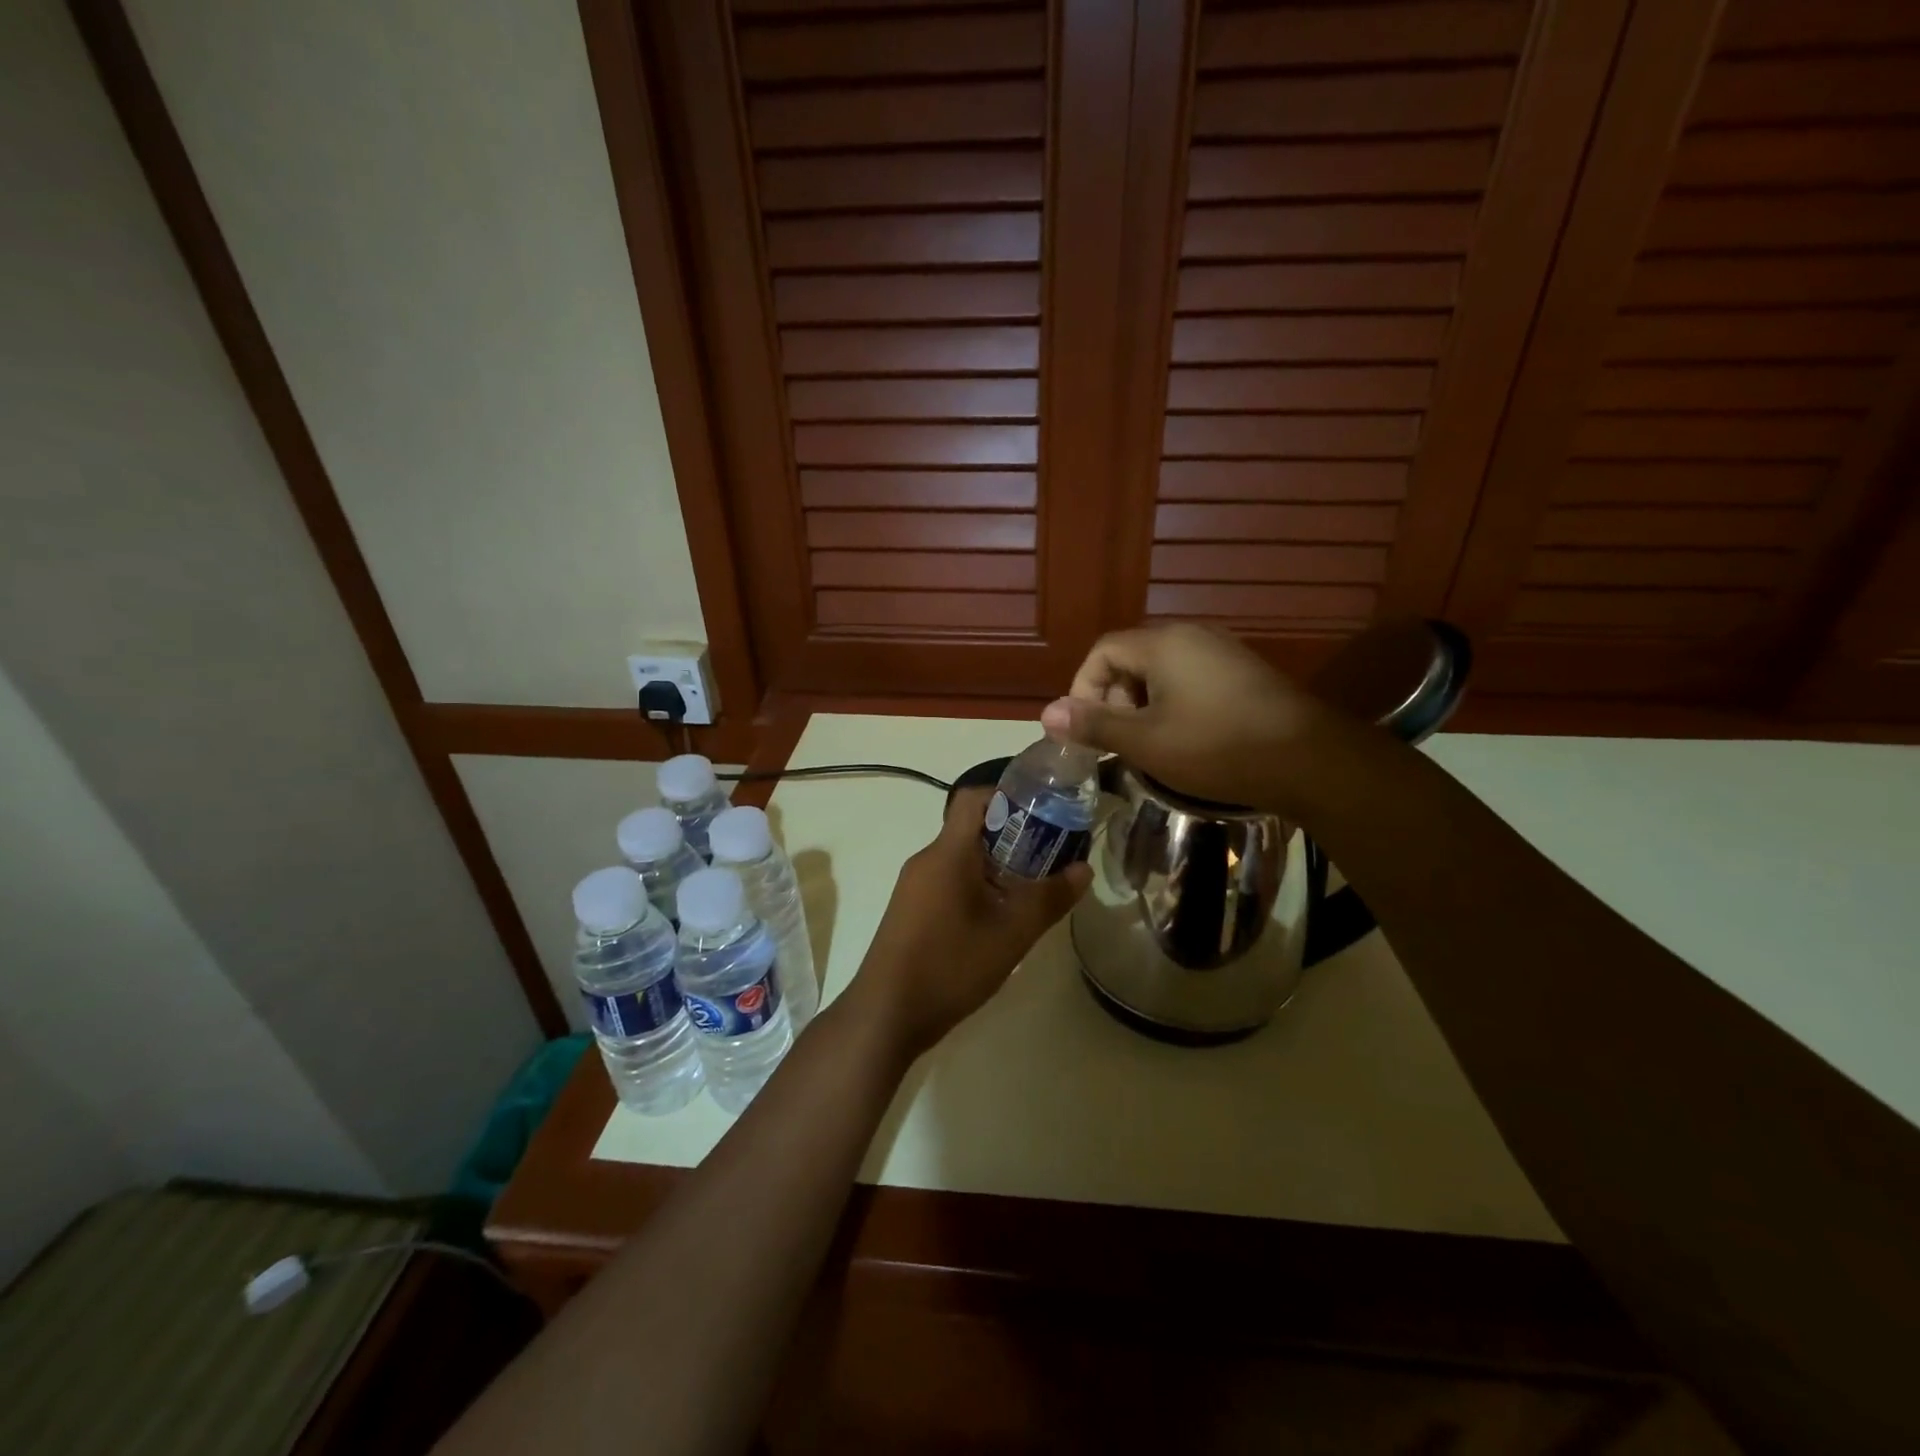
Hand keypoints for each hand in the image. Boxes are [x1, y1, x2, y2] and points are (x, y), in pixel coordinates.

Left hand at [842, 786, 1089, 1057]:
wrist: (885, 1014)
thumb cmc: (950, 966)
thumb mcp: (1010, 936)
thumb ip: (1048, 899)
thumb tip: (1082, 869)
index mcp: (947, 853)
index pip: (973, 798)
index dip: (1008, 796)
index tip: (1044, 812)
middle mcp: (926, 859)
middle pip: (972, 829)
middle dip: (1013, 836)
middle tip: (1051, 855)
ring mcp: (914, 885)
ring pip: (961, 858)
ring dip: (997, 865)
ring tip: (1033, 889)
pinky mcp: (910, 909)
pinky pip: (948, 880)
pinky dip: (977, 886)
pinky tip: (999, 918)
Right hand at [1040, 623, 1326, 812]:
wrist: (1309, 760)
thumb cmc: (1217, 748)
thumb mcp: (1146, 742)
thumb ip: (1094, 725)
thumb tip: (1046, 713)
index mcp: (1163, 644)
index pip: (1102, 652)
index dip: (1083, 689)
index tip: (1087, 730)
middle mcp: (1191, 635)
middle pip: (1131, 658)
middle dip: (1114, 699)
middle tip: (1120, 740)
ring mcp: (1222, 651)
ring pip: (1161, 671)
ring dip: (1143, 705)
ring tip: (1150, 744)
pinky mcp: (1243, 672)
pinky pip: (1190, 678)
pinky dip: (1173, 704)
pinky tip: (1186, 738)